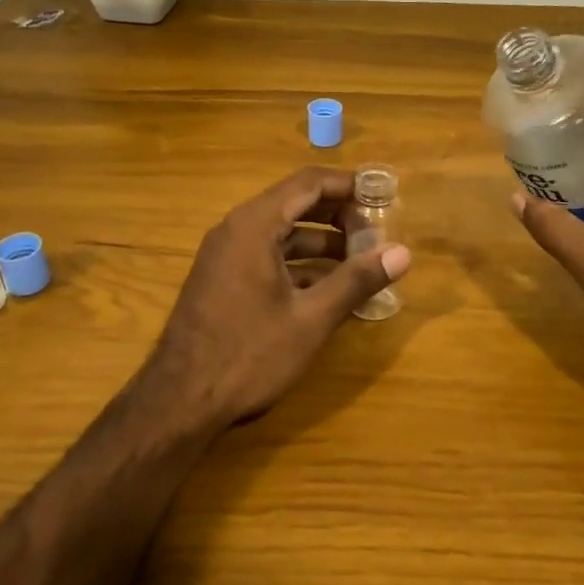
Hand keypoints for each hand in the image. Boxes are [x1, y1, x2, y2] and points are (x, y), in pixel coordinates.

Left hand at [145, 167, 411, 429]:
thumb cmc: (249, 354)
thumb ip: (356, 280)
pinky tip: (327, 288)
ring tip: (360, 261)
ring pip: (281, 233)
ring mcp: (225, 255)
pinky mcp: (222, 280)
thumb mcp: (311, 319)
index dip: (348, 185)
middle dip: (338, 215)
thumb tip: (403, 253)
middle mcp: (236, 229)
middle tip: (376, 233)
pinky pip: (267, 255)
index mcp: (254, 225)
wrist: (180, 401)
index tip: (382, 195)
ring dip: (321, 242)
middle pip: (295, 204)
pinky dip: (299, 263)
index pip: (308, 183)